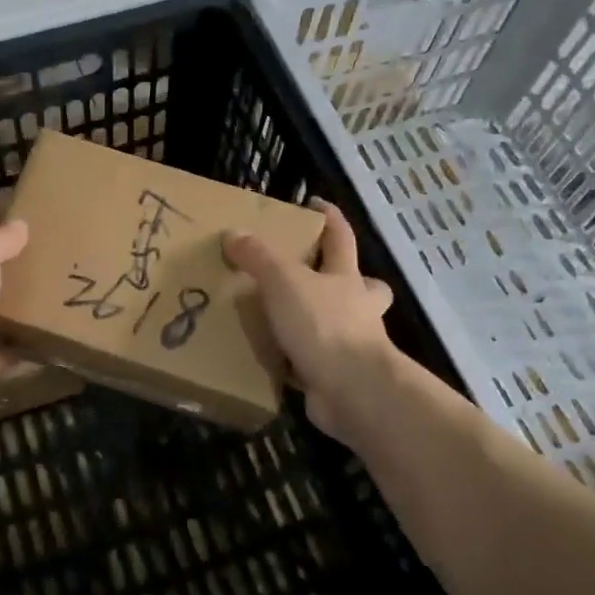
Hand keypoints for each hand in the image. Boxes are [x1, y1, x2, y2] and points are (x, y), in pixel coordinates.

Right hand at [224, 200, 397, 444]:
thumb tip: (233, 233)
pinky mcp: (335, 376)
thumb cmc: (324, 325)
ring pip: (338, 325)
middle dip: (345, 279)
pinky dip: (294, 359)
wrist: (352, 391)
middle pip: (361, 286)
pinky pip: (312, 361)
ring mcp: (350, 345)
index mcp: (347, 277)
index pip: (340, 237)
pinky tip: (269, 358)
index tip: (313, 204)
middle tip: (311, 275)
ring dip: (316, 321)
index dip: (330, 218)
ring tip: (278, 318)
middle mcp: (356, 308)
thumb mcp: (284, 281)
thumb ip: (258, 256)